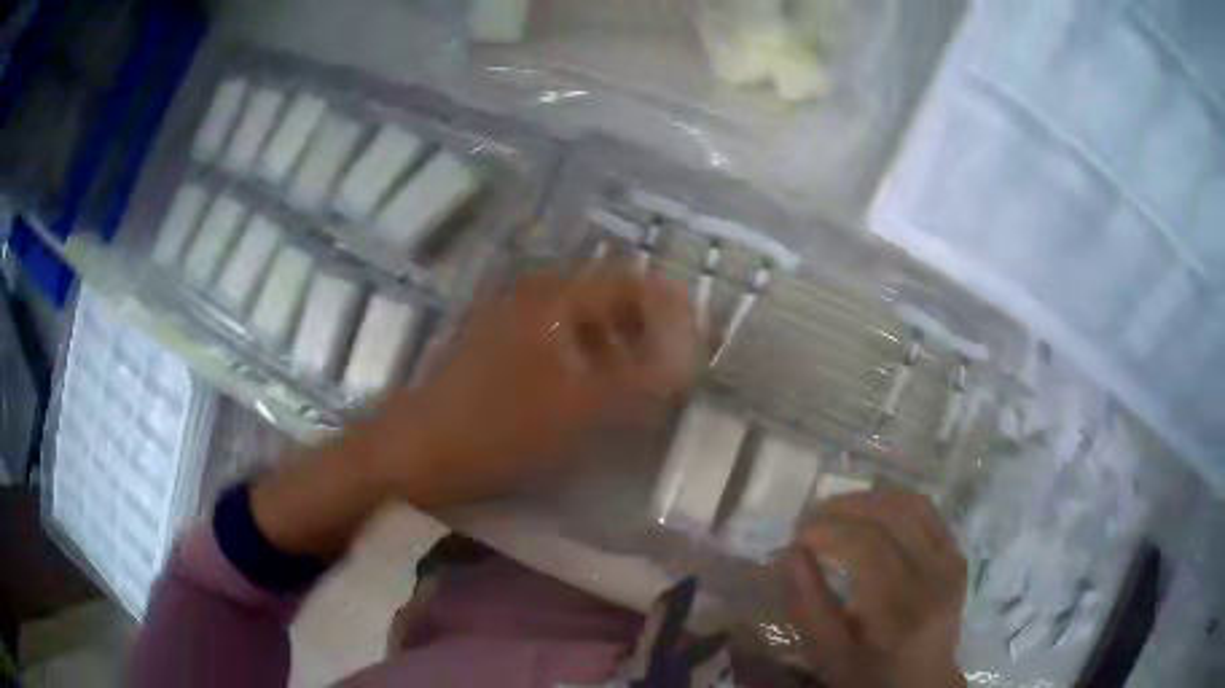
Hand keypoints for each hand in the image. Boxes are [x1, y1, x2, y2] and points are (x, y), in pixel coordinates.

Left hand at [370, 268, 697, 505]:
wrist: (417, 451)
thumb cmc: (500, 426)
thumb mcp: (583, 408)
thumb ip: (644, 382)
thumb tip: (690, 361)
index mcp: (555, 296)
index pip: (631, 283)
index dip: (671, 310)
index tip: (696, 345)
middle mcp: (532, 295)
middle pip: (607, 298)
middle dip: (646, 331)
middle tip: (671, 370)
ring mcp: (509, 319)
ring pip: (581, 322)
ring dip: (616, 348)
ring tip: (637, 389)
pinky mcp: (495, 347)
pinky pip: (555, 342)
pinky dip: (585, 362)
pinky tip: (591, 397)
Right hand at [783, 490, 966, 687]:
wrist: (924, 680)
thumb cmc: (869, 675)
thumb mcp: (830, 654)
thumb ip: (809, 604)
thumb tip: (789, 552)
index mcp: (900, 612)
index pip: (868, 547)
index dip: (829, 530)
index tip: (797, 535)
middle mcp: (934, 578)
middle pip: (892, 517)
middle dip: (845, 507)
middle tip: (811, 517)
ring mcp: (951, 562)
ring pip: (912, 504)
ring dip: (869, 498)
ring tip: (836, 510)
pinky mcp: (957, 554)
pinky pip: (927, 511)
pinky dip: (894, 502)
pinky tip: (870, 512)